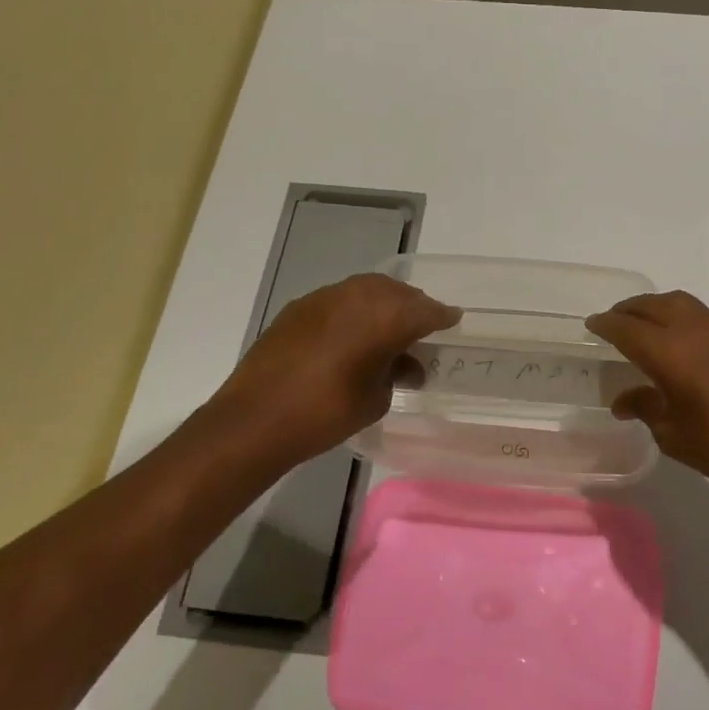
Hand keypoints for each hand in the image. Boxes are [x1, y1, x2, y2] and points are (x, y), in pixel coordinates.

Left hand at [205, 273, 459, 470]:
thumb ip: (396, 373)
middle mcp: (359, 296)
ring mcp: (325, 297)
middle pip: (397, 293)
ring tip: (387, 329)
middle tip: (421, 327)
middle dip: (413, 307)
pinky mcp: (300, 306)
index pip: (426, 310)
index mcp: (386, 317)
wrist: (255, 419)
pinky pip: (339, 300)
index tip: (453, 321)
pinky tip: (351, 335)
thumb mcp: (375, 399)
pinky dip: (353, 311)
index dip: (443, 317)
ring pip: (367, 290)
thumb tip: (404, 365)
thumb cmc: (326, 413)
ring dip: (382, 305)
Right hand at [585, 291, 708, 504]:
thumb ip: (646, 408)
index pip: (628, 328)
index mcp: (671, 353)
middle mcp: (697, 331)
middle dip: (630, 309)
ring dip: (659, 309)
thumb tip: (624, 400)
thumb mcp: (674, 435)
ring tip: (647, 326)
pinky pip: (708, 320)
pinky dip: (688, 323)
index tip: (592, 325)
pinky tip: (689, 348)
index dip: (606, 324)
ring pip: (684, 304)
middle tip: (614, 321)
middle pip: (654, 305)